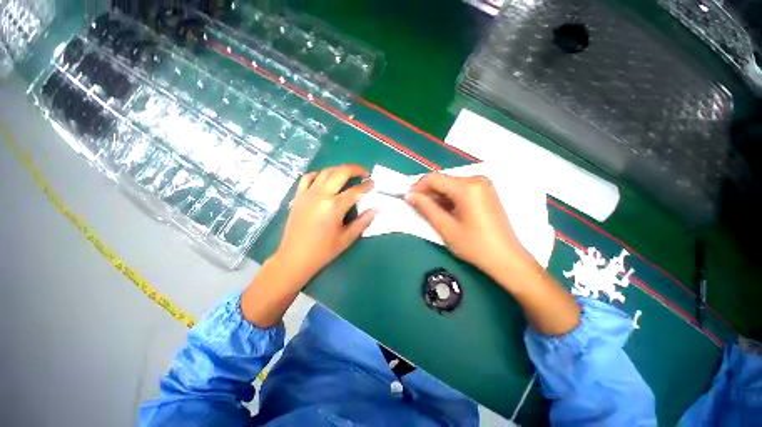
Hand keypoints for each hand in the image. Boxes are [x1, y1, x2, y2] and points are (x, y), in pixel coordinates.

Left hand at [275, 164, 377, 283]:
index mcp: (334, 206)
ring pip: (326, 172)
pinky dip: (319, 174)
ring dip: (340, 169)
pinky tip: (325, 179)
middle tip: (365, 173)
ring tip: (349, 174)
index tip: (373, 183)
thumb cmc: (323, 250)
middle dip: (356, 169)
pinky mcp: (299, 196)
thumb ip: (363, 222)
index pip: (355, 191)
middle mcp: (321, 195)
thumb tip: (376, 209)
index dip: (367, 185)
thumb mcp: (347, 238)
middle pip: (341, 172)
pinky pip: (308, 177)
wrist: (295, 257)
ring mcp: (308, 193)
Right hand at [407, 172, 579, 334]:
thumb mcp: (446, 228)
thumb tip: (410, 196)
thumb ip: (426, 208)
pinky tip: (447, 212)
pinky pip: (460, 190)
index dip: (418, 187)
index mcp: (467, 187)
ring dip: (438, 197)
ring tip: (433, 213)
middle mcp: (477, 180)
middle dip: (428, 193)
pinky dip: (449, 199)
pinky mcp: (485, 193)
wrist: (507, 259)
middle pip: (443, 181)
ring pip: (451, 186)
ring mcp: (483, 185)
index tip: (409, 199)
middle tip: (419, 208)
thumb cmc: (475, 246)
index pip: (434, 178)